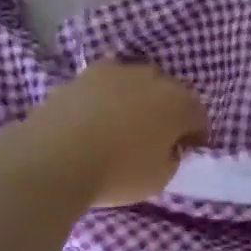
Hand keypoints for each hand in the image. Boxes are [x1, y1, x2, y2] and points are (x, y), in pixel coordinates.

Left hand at [19, 59, 208, 206]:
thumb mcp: (160, 178)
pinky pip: (104, 87)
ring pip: (135, 83)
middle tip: (158, 136)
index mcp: (178, 102)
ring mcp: (113, 72)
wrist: (52, 159)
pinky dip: (105, 100)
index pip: (198, 116)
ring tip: (123, 124)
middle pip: (169, 92)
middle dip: (168, 111)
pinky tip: (95, 121)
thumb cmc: (118, 173)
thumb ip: (171, 158)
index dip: (196, 136)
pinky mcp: (80, 77)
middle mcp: (150, 78)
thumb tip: (167, 147)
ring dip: (136, 99)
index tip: (187, 152)